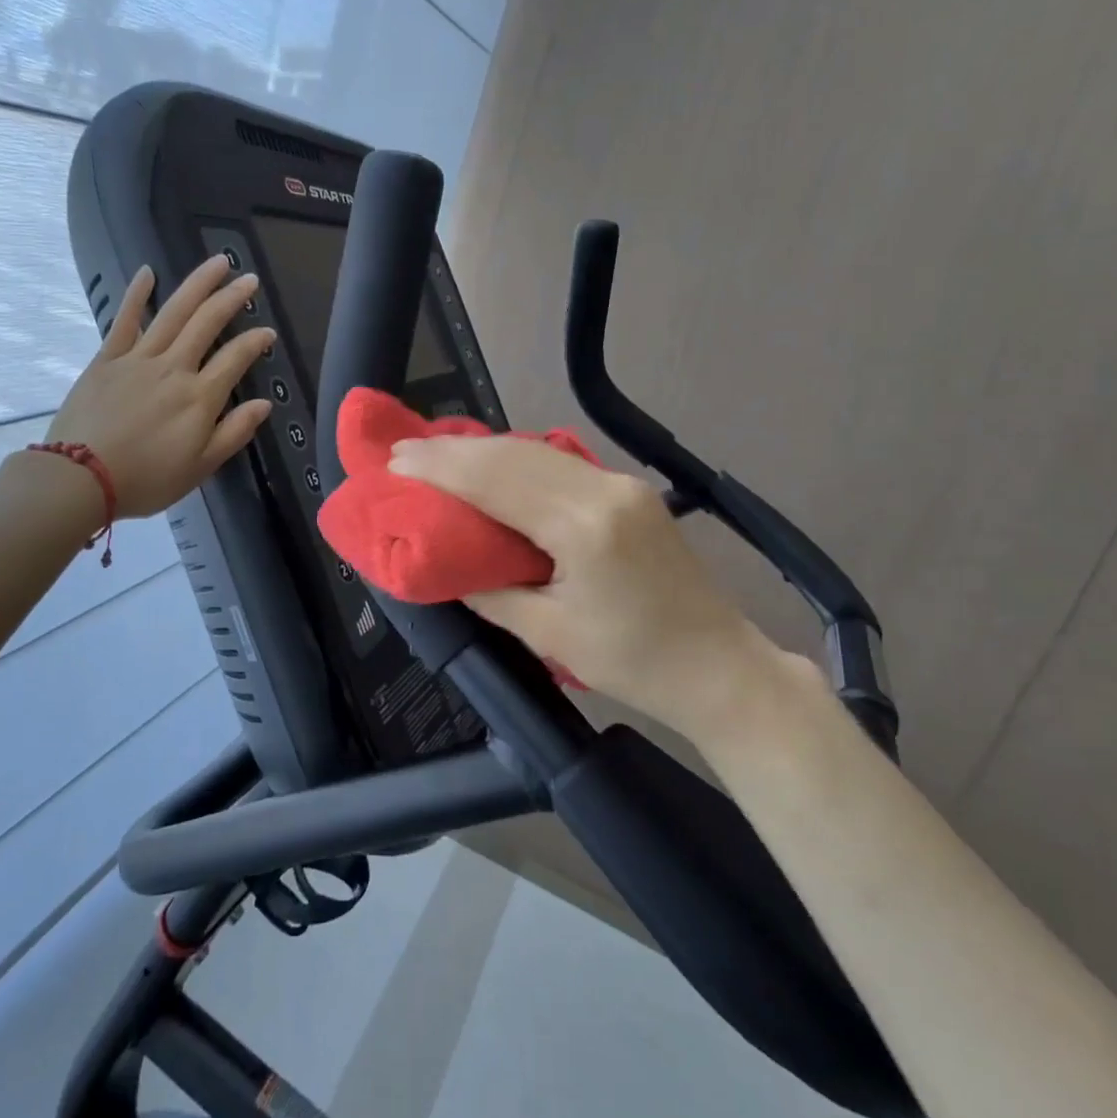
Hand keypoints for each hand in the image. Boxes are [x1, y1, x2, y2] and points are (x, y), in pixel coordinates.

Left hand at [48, 255, 273, 517]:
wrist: (80, 478)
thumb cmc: (147, 479)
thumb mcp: (201, 467)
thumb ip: (234, 432)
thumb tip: (264, 404)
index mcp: (200, 397)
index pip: (236, 358)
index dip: (256, 342)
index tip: (269, 332)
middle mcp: (174, 368)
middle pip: (207, 323)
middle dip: (232, 298)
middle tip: (249, 279)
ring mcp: (138, 359)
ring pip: (174, 313)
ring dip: (197, 284)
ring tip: (217, 263)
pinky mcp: (107, 359)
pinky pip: (125, 321)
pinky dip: (137, 295)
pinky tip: (148, 272)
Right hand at [387, 435, 781, 719]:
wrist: (720, 666)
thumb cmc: (634, 662)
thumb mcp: (549, 635)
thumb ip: (491, 593)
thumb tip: (447, 565)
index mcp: (583, 527)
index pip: (497, 481)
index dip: (441, 468)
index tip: (396, 460)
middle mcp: (604, 490)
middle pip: (515, 455)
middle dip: (454, 451)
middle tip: (404, 451)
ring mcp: (622, 485)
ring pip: (537, 452)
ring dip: (483, 451)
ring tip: (435, 454)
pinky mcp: (629, 491)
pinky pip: (559, 464)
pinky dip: (515, 461)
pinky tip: (489, 465)